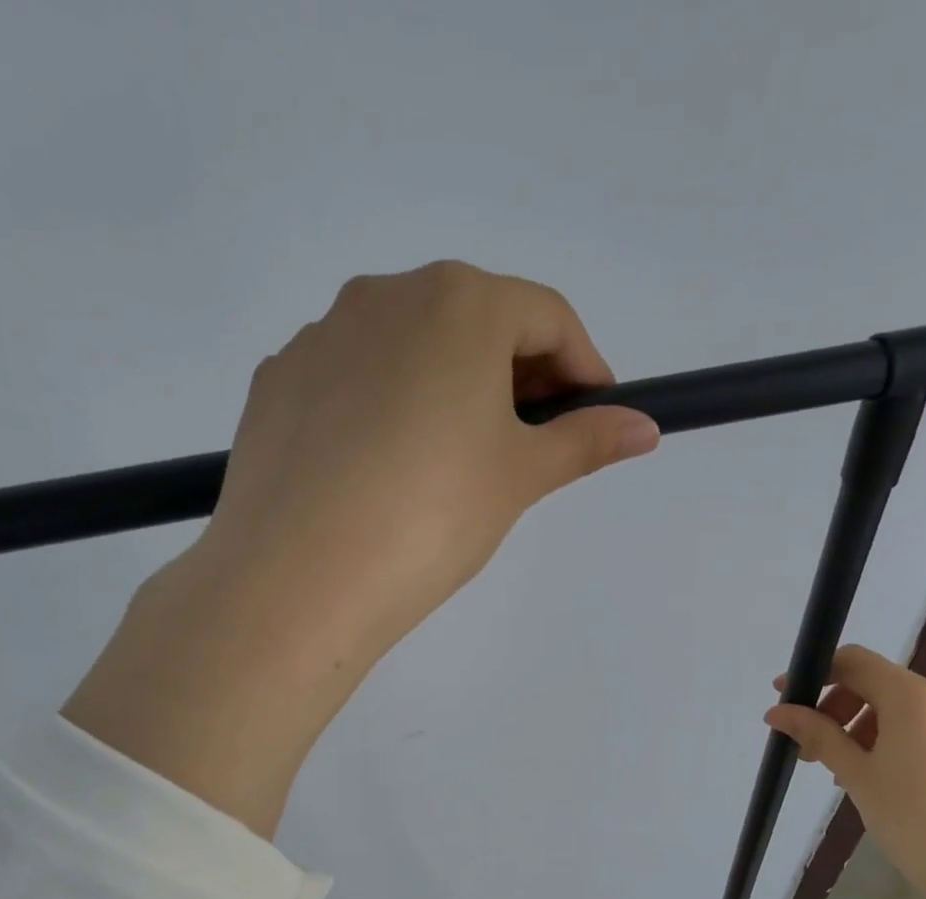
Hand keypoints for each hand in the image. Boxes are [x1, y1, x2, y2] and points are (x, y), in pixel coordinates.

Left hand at [63, 261, 659, 836]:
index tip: (595, 417)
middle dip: (516, 375)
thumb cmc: (433, 514)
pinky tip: (384, 470)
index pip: (547, 316)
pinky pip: (354, 379)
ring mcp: (321, 335)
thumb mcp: (520, 477)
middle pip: (475, 321)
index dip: (583, 367)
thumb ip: (585, 441)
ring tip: (453, 463)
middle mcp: (385, 296)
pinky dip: (386, 407)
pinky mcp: (279, 381)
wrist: (301, 575)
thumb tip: (646, 428)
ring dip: (449, 387)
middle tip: (528, 444)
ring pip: (410, 348)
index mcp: (458, 303)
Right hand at [765, 645, 925, 898]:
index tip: (787, 698)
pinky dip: (896, 741)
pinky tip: (884, 781)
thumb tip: (777, 712)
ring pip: (904, 709)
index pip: (856, 662)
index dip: (816, 674)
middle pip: (879, 685)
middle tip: (812, 750)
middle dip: (838, 709)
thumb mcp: (856, 775)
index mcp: (915, 698)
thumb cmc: (911, 820)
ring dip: (864, 728)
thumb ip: (817, 734)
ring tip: (845, 771)